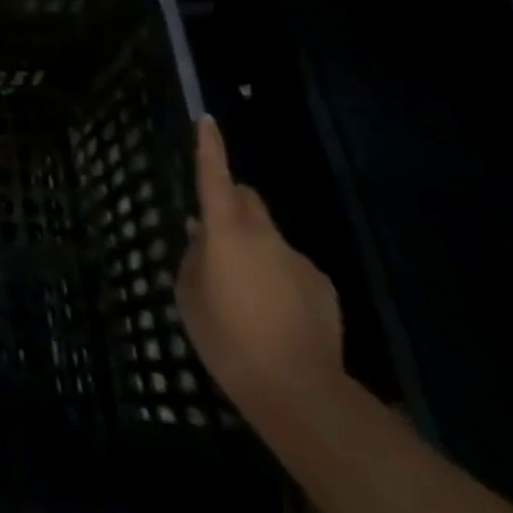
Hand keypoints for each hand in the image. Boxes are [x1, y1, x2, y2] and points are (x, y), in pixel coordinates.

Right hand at [177, 115, 344, 424]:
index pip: (213, 176)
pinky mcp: (322, 286)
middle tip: (216, 237)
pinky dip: (280, 278)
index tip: (206, 119)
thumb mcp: (190, 297)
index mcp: (225, 231)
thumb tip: (201, 234)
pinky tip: (277, 316)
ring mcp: (297, 259)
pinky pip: (292, 268)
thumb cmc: (228, 339)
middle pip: (246, 199)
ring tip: (248, 296)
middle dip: (231, 205)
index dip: (209, 146)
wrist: (300, 392)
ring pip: (268, 238)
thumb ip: (193, 257)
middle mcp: (263, 234)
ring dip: (255, 250)